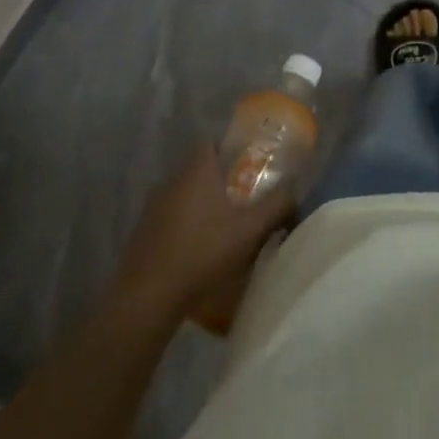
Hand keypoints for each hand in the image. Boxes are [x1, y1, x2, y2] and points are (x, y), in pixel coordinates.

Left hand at [114, 143, 296, 319]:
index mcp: (196, 171)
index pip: (210, 142)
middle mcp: (172, 181)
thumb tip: (296, 188)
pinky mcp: (143, 232)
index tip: (248, 165)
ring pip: (184, 194)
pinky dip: (185, 225)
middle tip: (244, 197)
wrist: (148, 295)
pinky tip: (199, 248)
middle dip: (220, 180)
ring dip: (202, 204)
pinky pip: (170, 217)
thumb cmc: (203, 252)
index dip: (229, 149)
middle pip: (199, 169)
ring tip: (224, 226)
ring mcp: (153, 206)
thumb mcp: (249, 230)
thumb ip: (276, 205)